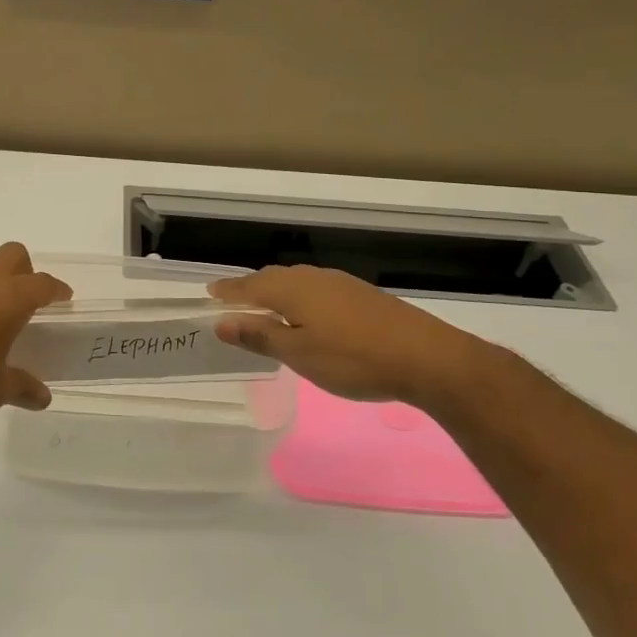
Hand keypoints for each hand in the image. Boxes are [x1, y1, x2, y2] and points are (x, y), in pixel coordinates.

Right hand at [210, 265, 491, 407]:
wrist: (427, 357)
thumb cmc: (353, 359)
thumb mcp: (299, 354)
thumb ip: (260, 336)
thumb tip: (222, 322)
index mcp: (293, 289)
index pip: (250, 285)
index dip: (229, 291)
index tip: (210, 293)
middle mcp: (314, 278)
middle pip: (274, 278)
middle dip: (251, 288)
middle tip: (234, 301)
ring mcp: (341, 284)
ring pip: (298, 282)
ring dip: (277, 292)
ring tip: (267, 307)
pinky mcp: (362, 296)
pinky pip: (318, 289)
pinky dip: (301, 298)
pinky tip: (309, 314)